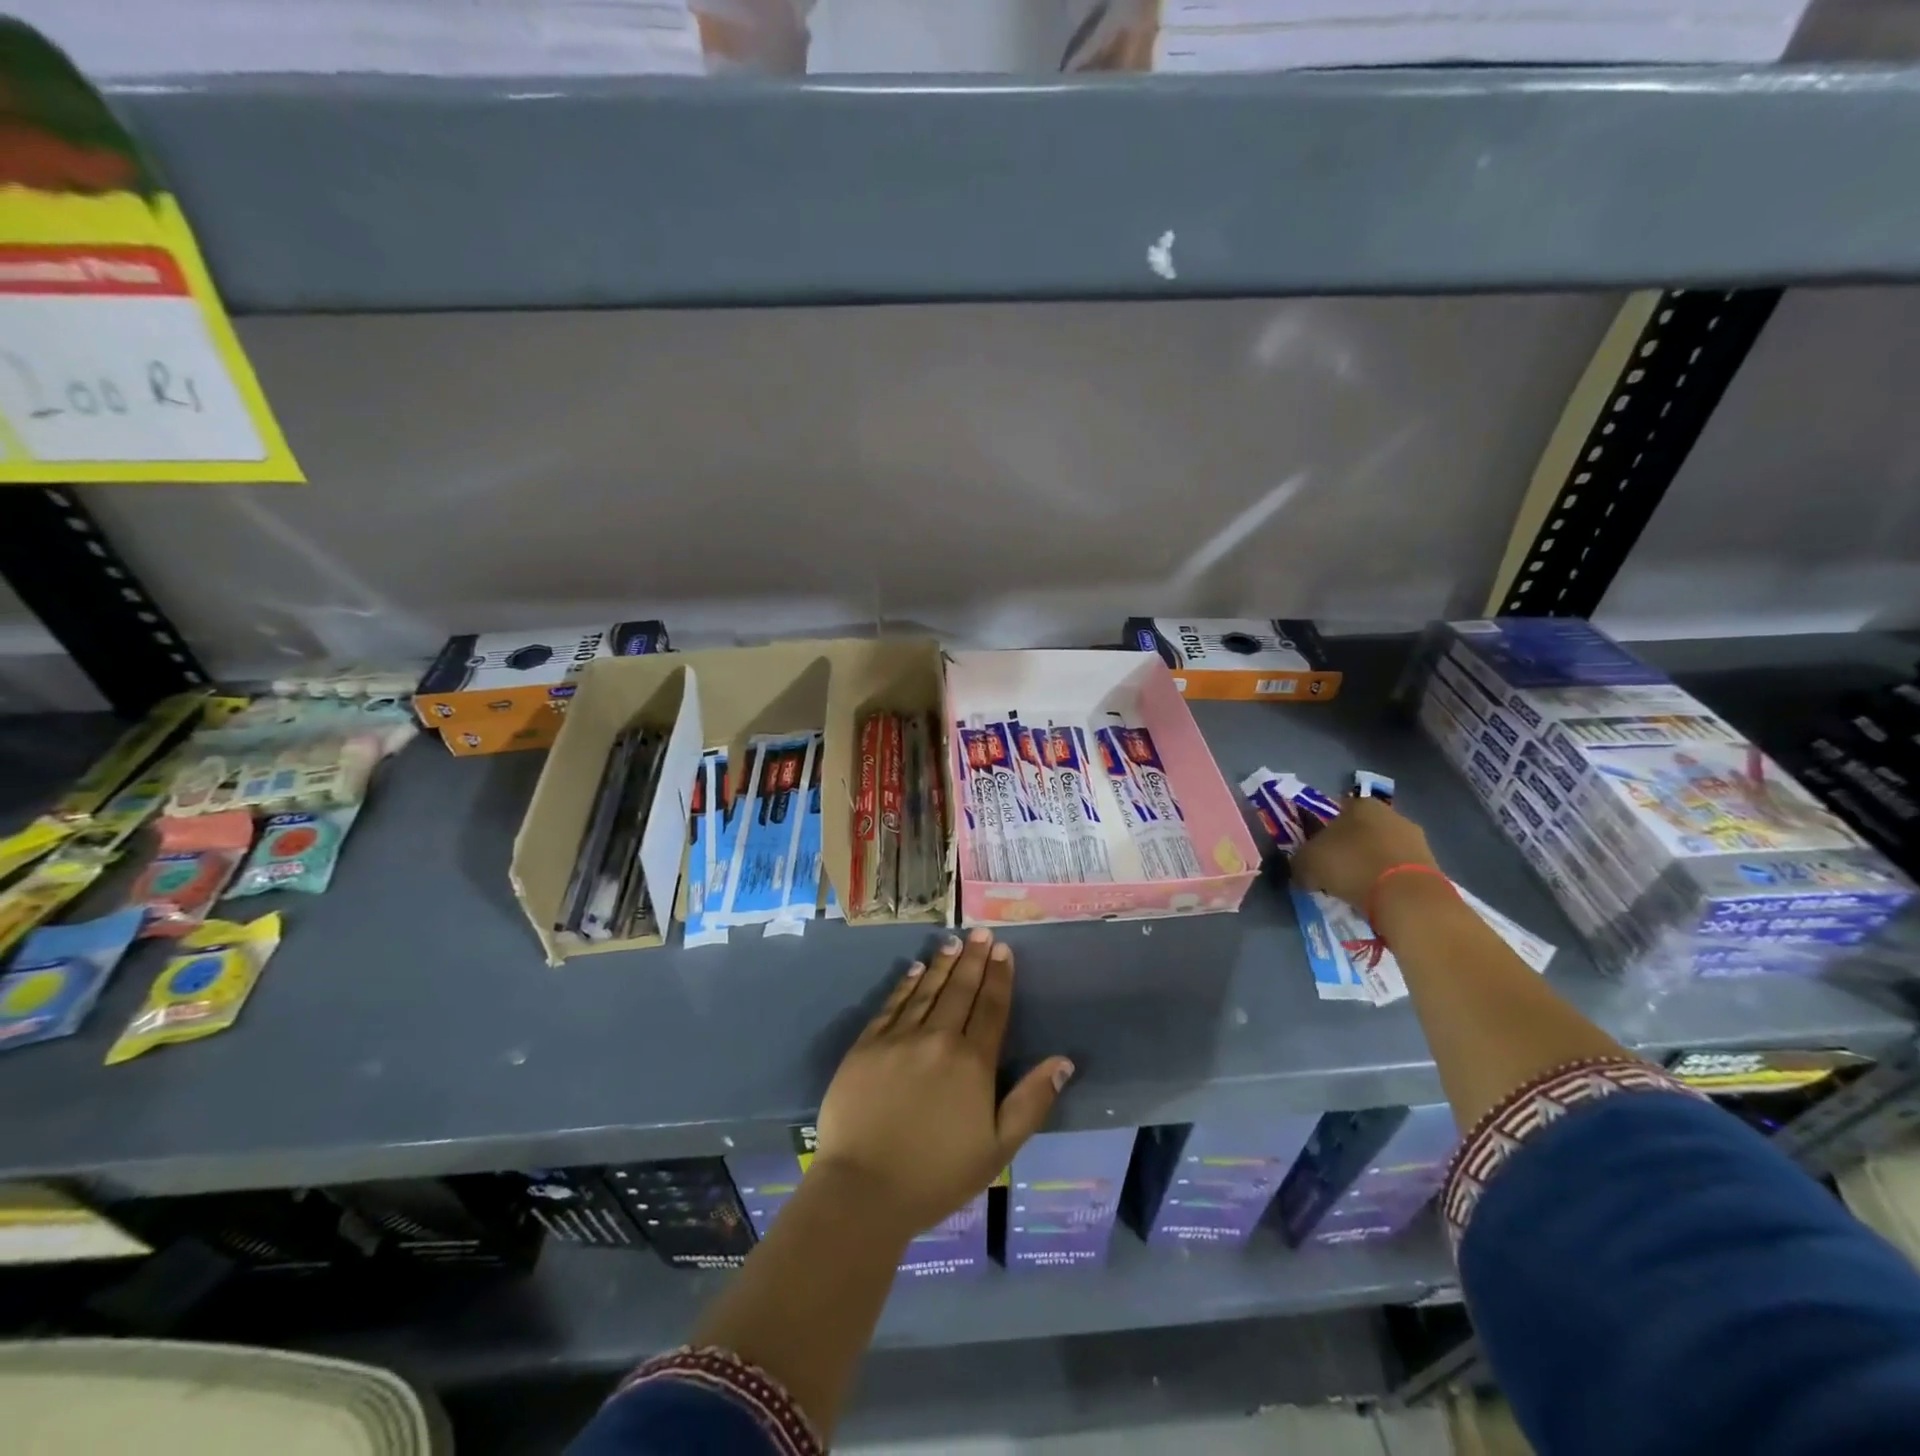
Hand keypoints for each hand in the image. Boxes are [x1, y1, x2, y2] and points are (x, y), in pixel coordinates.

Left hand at [812, 928, 1074, 1240]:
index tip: (1004, 950)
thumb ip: (1031, 1101)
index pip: (991, 1008)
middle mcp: (937, 1039)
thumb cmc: (937, 1175)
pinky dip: (904, 985)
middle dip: (974, 959)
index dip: (1000, 977)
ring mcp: (898, 1039)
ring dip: (942, 964)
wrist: (863, 1190)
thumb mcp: (998, 1149)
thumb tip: (1064, 1061)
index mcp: (973, 1063)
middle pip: (960, 990)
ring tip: (954, 942)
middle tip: (982, 933)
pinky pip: (891, 1005)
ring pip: (926, 990)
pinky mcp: (866, 1046)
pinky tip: (913, 969)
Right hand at [1290, 795, 1438, 909]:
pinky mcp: (1431, 864)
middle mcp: (1390, 813)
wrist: (1407, 897)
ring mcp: (1415, 838)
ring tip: (1356, 889)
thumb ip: (1299, 861)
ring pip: (1382, 849)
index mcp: (1360, 804)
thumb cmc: (1351, 866)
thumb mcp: (1307, 863)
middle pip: (1361, 830)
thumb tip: (1301, 868)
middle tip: (1334, 871)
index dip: (1322, 832)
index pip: (1335, 812)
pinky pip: (1399, 869)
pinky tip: (1378, 897)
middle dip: (1349, 847)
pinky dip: (1388, 880)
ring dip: (1370, 864)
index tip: (1316, 853)